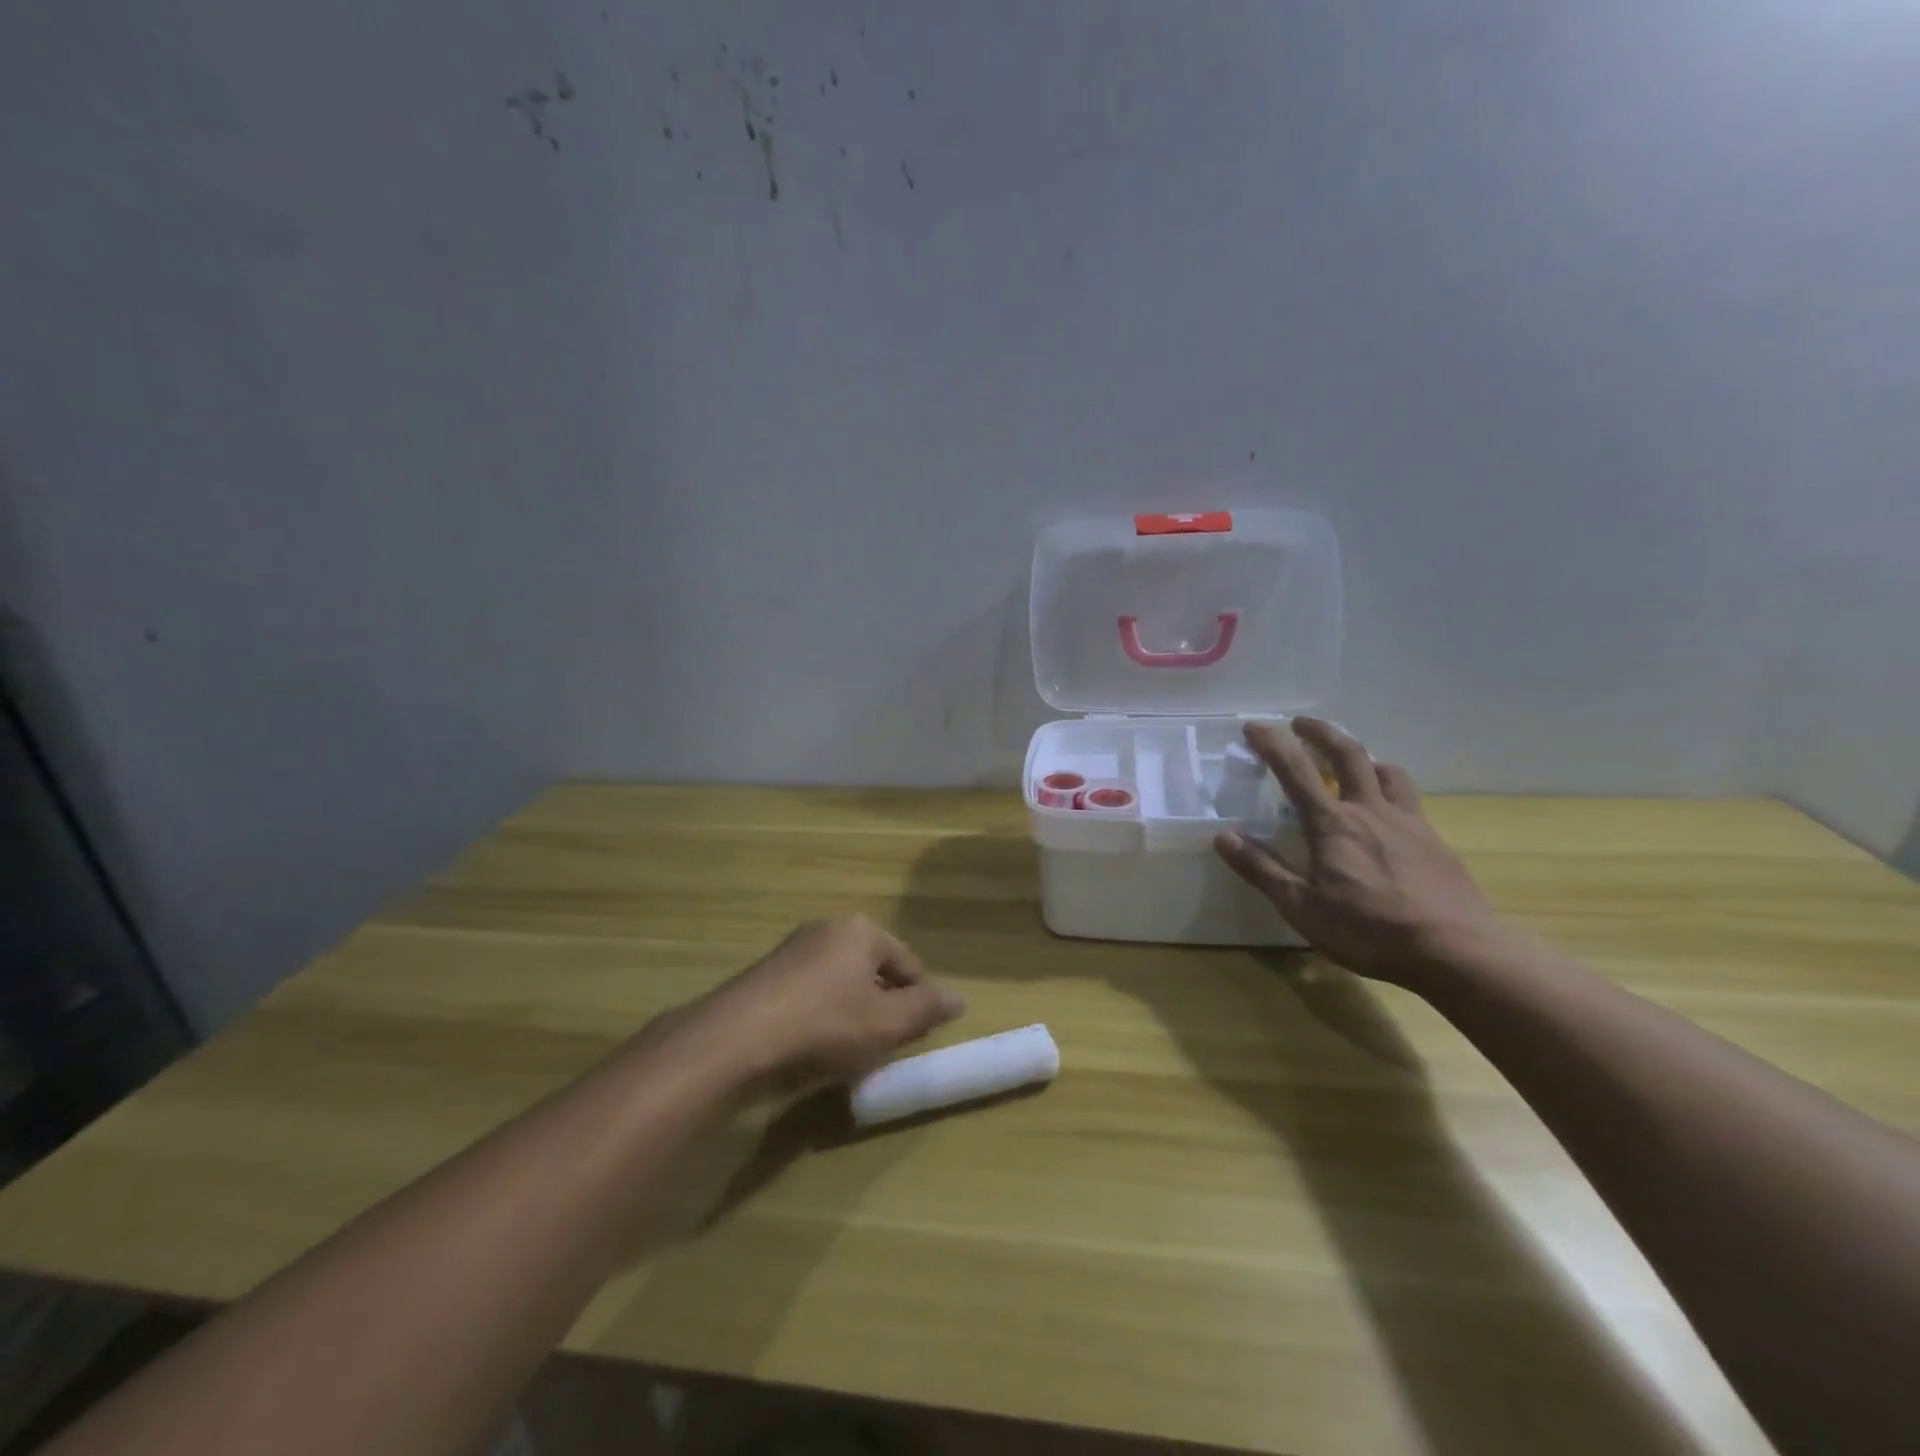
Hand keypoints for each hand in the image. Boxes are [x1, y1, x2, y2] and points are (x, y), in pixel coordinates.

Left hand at [687, 915, 965, 1092]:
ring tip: (853, 1052)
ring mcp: (791, 951)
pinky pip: (810, 995)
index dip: (919, 1000)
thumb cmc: (825, 1024)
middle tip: (887, 1045)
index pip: (907, 963)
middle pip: (872, 970)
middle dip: (884, 1006)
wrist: (736, 1041)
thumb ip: (926, 1010)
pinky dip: (821, 1018)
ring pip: (840, 984)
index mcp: (860, 930)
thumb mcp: (887, 1023)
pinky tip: (816, 1049)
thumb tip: (959, 999)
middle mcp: (826, 930)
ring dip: (853, 1014)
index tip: (919, 1036)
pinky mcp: (766, 977)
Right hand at [1212, 718, 1508, 987]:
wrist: (1457, 951)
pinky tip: (1388, 813)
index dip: (1272, 745)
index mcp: (1332, 825)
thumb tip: (1223, 836)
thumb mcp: (1301, 908)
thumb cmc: (1369, 931)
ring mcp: (1408, 823)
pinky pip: (1410, 800)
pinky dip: (1391, 789)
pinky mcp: (1435, 842)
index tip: (1254, 727)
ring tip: (1352, 762)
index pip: (1295, 771)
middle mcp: (1370, 811)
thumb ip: (1262, 869)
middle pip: (1348, 754)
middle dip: (1321, 732)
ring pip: (1387, 771)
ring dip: (1364, 757)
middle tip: (1301, 724)